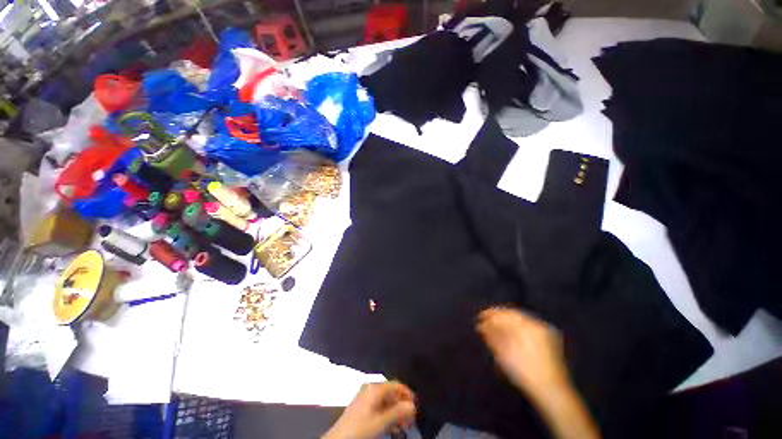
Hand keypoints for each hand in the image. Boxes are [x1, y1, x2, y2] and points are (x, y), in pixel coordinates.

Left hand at [323, 381, 416, 438]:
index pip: (395, 385)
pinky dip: (388, 415)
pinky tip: (392, 427)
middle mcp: (371, 389)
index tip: (416, 406)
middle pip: (391, 392)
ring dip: (396, 412)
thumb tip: (413, 405)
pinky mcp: (362, 407)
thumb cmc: (360, 429)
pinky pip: (379, 407)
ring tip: (404, 425)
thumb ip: (397, 412)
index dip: (407, 394)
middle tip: (411, 419)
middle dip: (402, 405)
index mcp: (375, 388)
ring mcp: (366, 397)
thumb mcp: (380, 422)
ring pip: (386, 401)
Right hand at [477, 307, 568, 398]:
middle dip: (499, 319)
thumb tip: (482, 325)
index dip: (492, 314)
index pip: (506, 313)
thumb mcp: (504, 353)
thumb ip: (492, 335)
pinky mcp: (549, 342)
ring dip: (507, 324)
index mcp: (528, 325)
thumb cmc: (525, 372)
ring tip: (495, 329)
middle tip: (486, 322)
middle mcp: (538, 325)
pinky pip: (528, 330)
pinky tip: (509, 336)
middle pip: (514, 316)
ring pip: (521, 323)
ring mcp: (546, 333)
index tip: (480, 316)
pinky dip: (517, 330)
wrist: (552, 392)